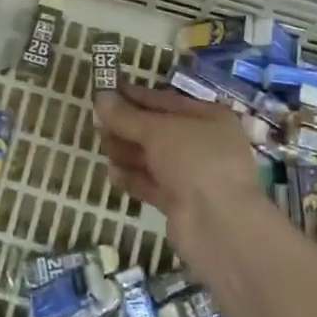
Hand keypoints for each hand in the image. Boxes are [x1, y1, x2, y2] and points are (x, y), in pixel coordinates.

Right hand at [95, 85, 273, 268]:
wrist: (219, 225)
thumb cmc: (194, 160)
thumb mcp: (158, 131)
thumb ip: (127, 116)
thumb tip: (100, 98)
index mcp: (209, 118)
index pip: (166, 101)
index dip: (136, 96)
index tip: (108, 91)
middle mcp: (204, 144)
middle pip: (158, 131)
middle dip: (128, 126)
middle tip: (97, 121)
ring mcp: (193, 175)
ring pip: (154, 158)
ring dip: (128, 151)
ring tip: (102, 145)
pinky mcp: (181, 203)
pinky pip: (153, 184)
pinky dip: (133, 178)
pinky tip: (112, 173)